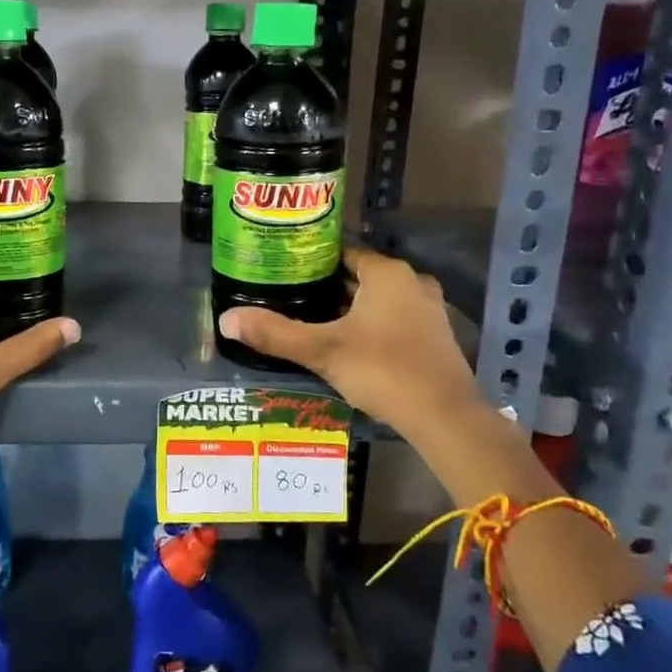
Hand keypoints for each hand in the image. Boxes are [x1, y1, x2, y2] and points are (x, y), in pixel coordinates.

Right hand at [217, 247, 480, 430]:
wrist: (445, 418)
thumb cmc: (383, 370)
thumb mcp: (322, 351)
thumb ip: (275, 333)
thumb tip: (226, 320)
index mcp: (388, 273)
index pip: (343, 253)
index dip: (312, 261)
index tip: (284, 272)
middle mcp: (412, 283)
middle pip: (360, 276)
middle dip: (328, 287)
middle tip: (291, 297)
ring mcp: (428, 310)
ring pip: (378, 300)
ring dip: (350, 308)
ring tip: (312, 320)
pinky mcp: (435, 338)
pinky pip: (393, 319)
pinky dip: (371, 325)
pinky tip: (347, 344)